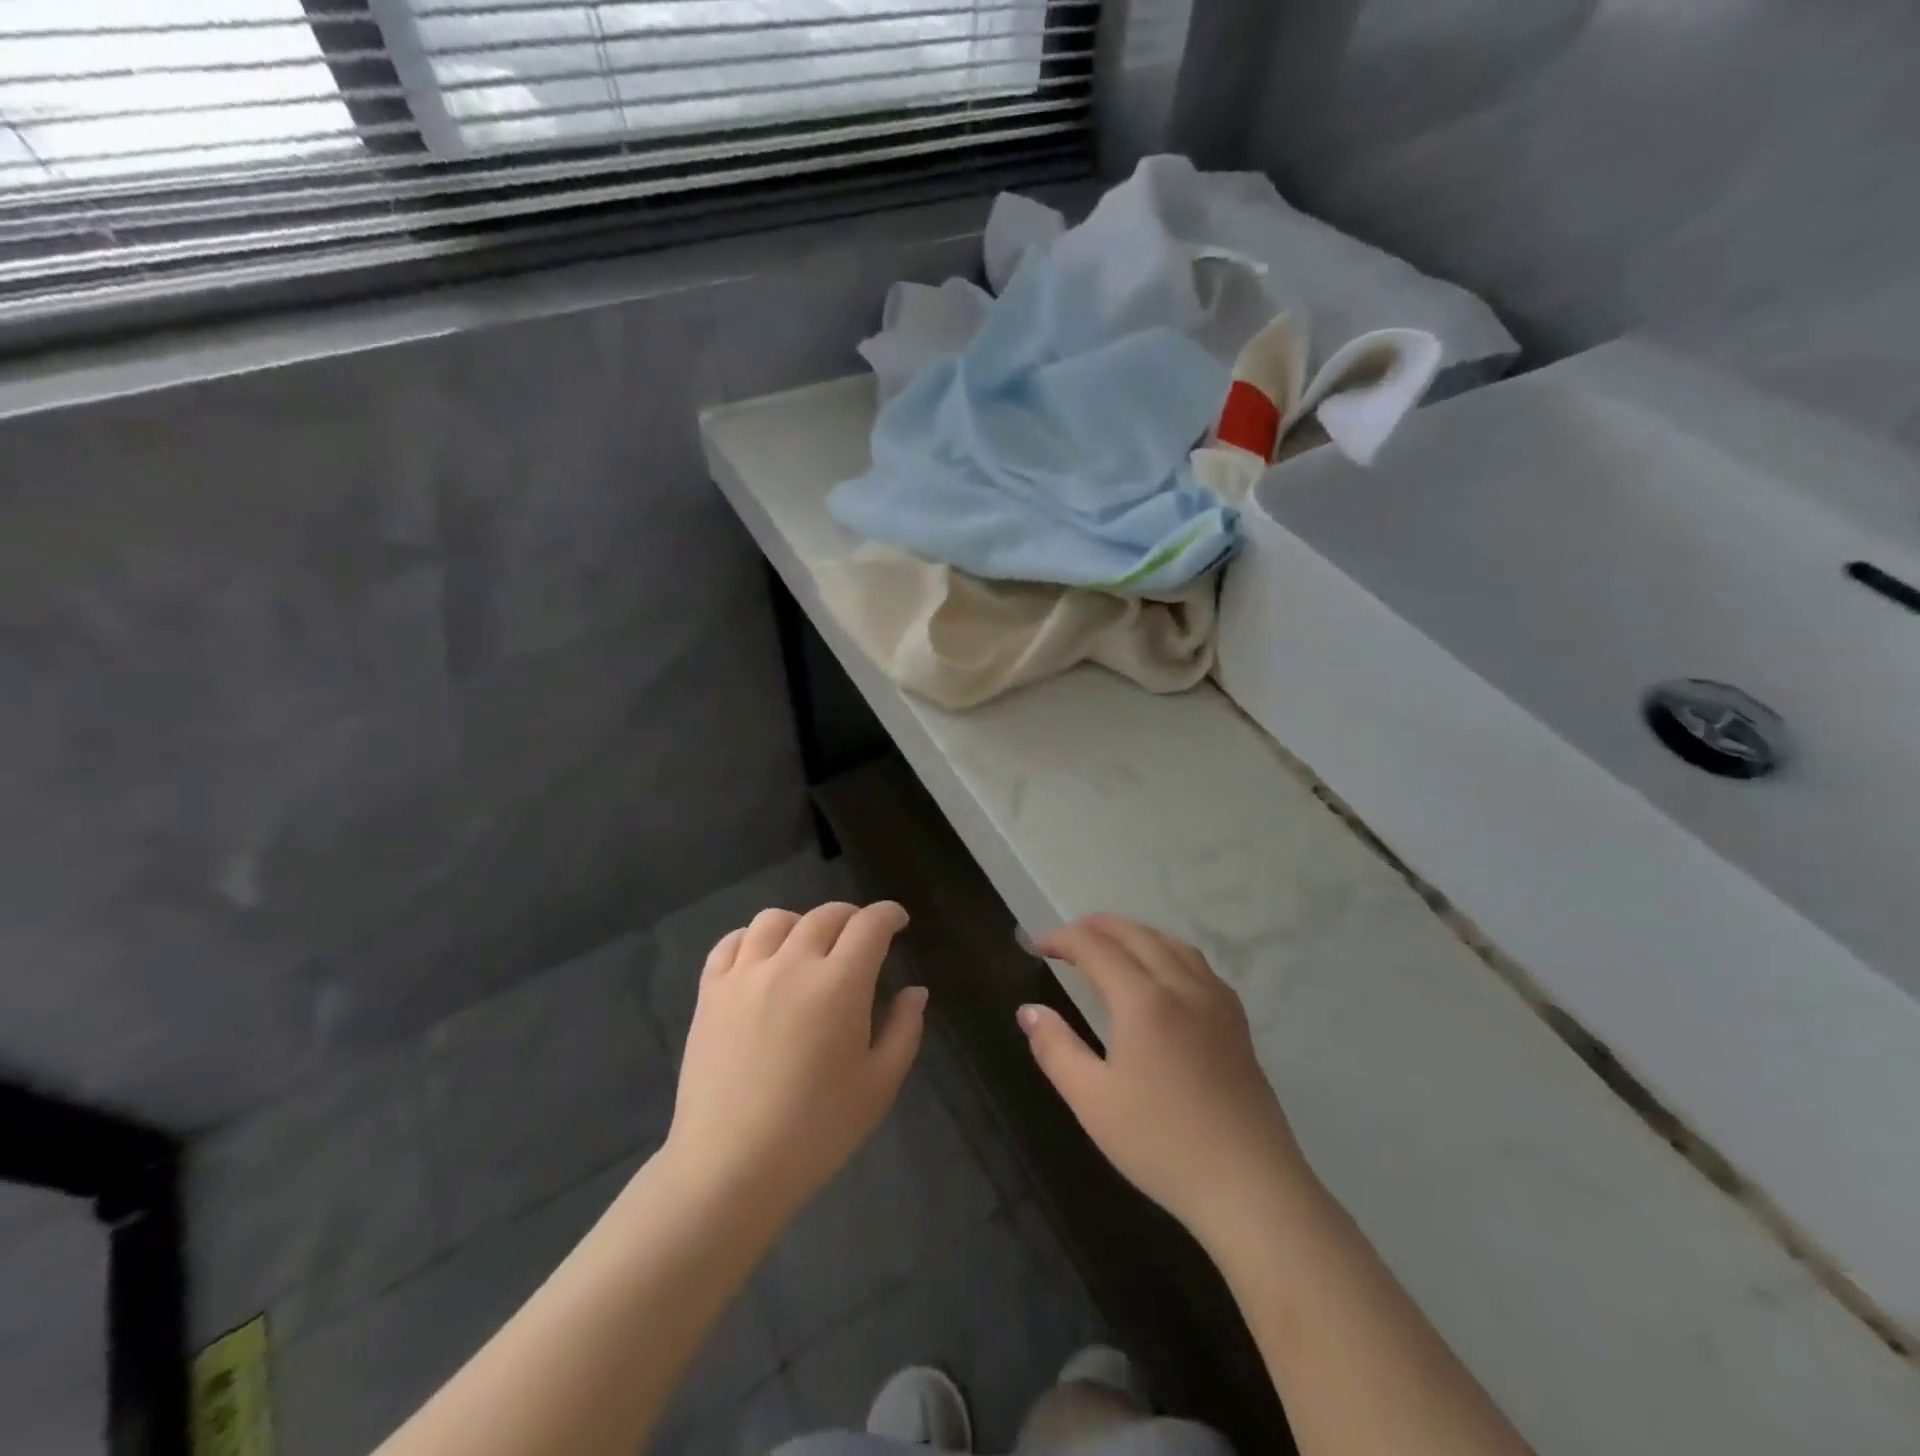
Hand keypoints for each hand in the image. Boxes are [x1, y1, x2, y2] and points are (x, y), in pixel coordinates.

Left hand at [663, 901, 925, 1227]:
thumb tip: (915, 991)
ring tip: (809, 946)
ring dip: (802, 923)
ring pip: (776, 919)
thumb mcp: (879, 1086)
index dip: (889, 914)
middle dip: (852, 917)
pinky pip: (730, 943)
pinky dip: (752, 938)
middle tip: (861, 938)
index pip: (870, 924)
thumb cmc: (817, 1131)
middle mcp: (792, 964)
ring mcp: (745, 975)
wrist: (731, 1168)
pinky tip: (761, 958)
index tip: (898, 921)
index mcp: (840, 984)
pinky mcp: (710, 993)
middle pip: (826, 915)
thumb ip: (904, 1030)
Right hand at [1020, 915, 1308, 1247]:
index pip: (1095, 947)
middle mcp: (1182, 986)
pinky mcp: (1237, 1022)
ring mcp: (1216, 1001)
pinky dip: (1168, 951)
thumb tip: (1029, 1011)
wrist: (1250, 1186)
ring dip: (1134, 933)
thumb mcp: (1092, 1101)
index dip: (1061, 939)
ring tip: (1110, 944)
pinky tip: (1163, 974)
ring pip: (1171, 944)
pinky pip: (1197, 964)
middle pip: (1136, 934)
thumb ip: (1055, 1048)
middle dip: (1096, 927)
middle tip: (1066, 938)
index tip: (1035, 944)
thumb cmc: (1162, 1144)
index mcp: (1143, 1000)